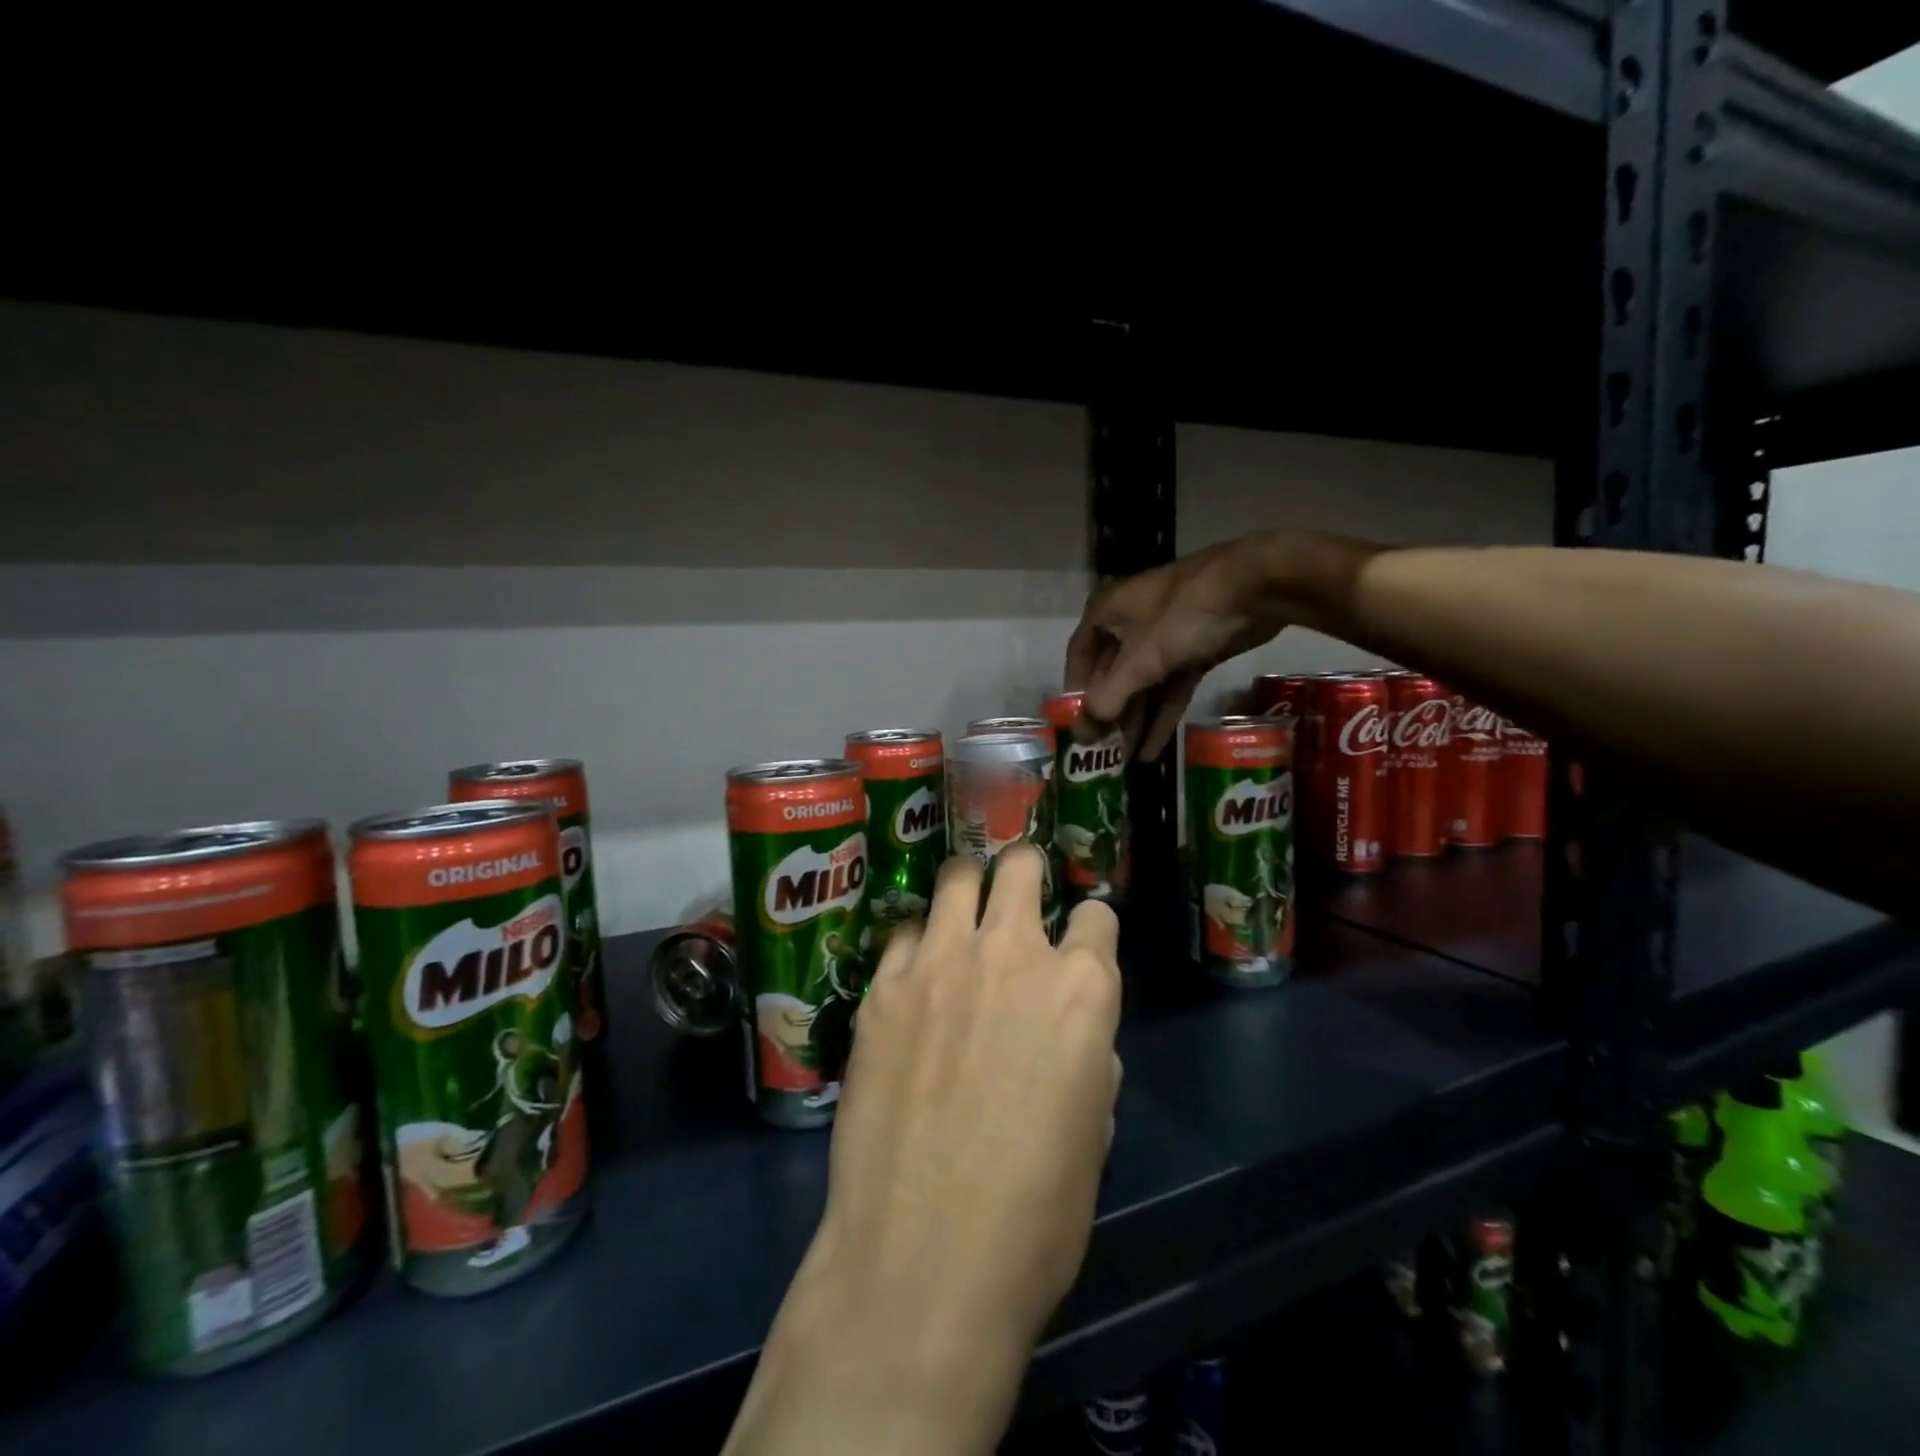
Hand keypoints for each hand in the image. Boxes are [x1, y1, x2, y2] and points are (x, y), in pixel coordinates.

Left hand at [724, 847, 1122, 1455]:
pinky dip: (919, 943)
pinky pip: (905, 932)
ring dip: (968, 889)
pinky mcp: (883, 986)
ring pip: (957, 877)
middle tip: (1017, 896)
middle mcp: (1012, 954)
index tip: (1080, 943)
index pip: (1097, 915)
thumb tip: (1075, 1034)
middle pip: (1021, 867)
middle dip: (1026, 873)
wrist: (922, 1261)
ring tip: (963, 914)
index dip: (1091, 929)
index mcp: (1081, 988)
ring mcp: (939, 962)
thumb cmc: (1034, 1215)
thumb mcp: (1094, 1131)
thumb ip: (1090, 1054)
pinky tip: (916, 977)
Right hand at [1066, 530, 1378, 758]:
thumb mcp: (1140, 661)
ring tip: (1125, 759)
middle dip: (1110, 712)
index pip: (1079, 658)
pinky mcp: (1194, 648)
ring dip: (1136, 719)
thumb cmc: (1182, 617)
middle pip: (1112, 674)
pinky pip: (1170, 686)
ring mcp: (1164, 635)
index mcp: (1106, 612)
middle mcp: (1129, 621)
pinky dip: (1162, 714)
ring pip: (1143, 683)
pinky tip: (1154, 749)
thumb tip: (1081, 737)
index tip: (1077, 726)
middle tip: (1104, 751)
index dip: (1076, 693)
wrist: (1256, 586)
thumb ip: (1108, 700)